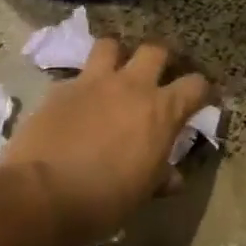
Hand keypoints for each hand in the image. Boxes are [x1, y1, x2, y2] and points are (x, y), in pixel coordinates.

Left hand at [0, 37, 212, 243]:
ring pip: (111, 45)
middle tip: (159, 74)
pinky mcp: (60, 89)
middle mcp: (132, 86)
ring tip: (114, 72)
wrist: (43, 195)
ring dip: (116, 55)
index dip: (202, 90)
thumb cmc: (105, 200)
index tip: (202, 98)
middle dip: (162, 58)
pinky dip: (81, 85)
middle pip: (156, 50)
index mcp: (162, 111)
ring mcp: (93, 82)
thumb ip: (161, 177)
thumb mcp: (142, 192)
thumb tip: (173, 178)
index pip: (196, 85)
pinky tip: (77, 102)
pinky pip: (76, 76)